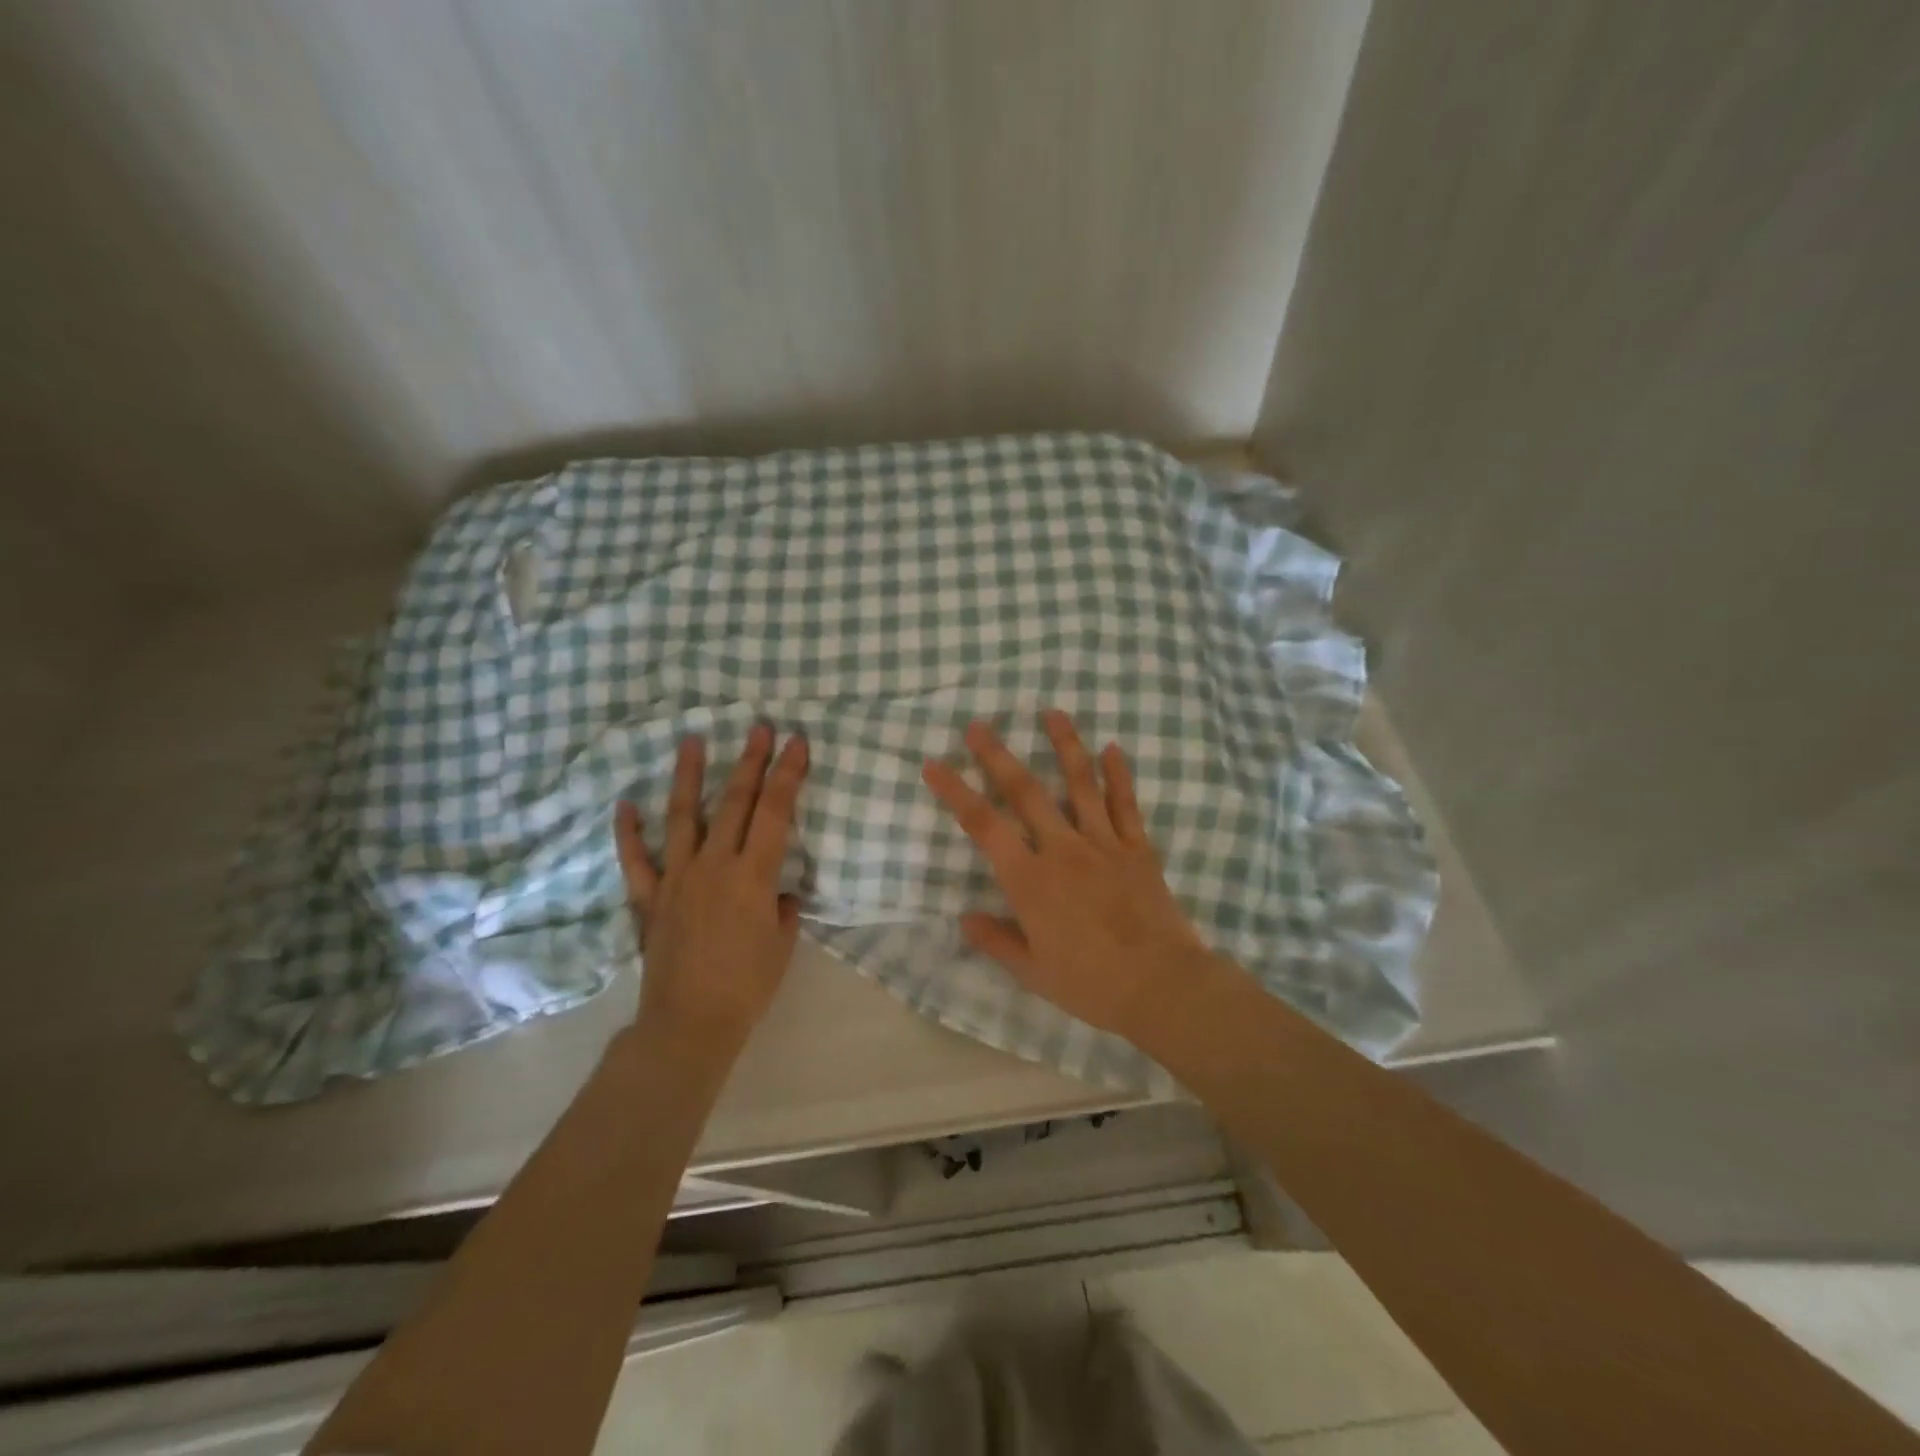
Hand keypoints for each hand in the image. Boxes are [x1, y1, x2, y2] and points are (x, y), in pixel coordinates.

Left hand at [614, 722, 808, 1051]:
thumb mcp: (783, 944)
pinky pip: (636, 860)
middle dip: (749, 761)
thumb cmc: (747, 986)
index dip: (788, 774)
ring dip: (688, 775)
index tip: (796, 742)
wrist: (689, 1023)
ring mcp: (677, 878)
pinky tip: (625, 805)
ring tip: (690, 740)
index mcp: (753, 875)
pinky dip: (629, 832)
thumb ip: (781, 908)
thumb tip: (776, 893)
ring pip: (682, 816)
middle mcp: (714, 865)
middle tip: (758, 726)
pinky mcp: (649, 898)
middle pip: (734, 802)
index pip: (775, 812)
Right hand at [922, 710, 1215, 1041]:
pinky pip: (1126, 804)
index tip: (934, 764)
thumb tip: (964, 918)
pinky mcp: (1138, 848)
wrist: (1161, 986)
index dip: (955, 791)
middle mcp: (1062, 850)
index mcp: (1030, 879)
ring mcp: (1103, 844)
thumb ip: (996, 940)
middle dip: (998, 755)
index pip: (983, 825)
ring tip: (1053, 712)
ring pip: (1081, 783)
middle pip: (1025, 792)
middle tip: (979, 724)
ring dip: (1065, 745)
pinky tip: (1113, 748)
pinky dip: (1119, 774)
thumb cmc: (1090, 984)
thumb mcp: (1032, 972)